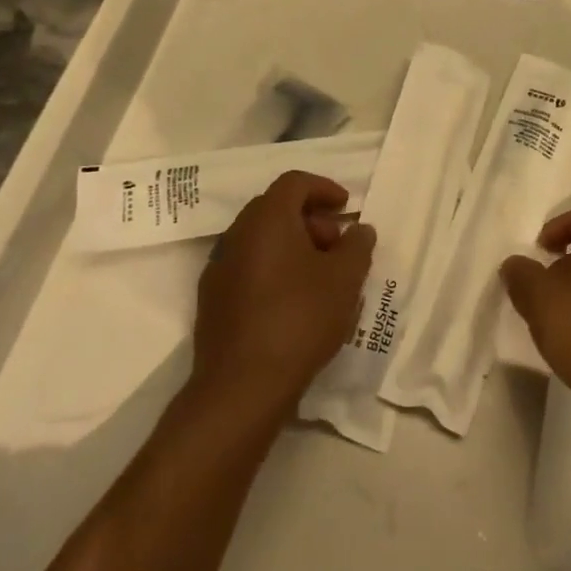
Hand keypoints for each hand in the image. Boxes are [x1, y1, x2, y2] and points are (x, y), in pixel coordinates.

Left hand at [192, 171, 375, 413]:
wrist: (240, 387)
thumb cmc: (299, 319)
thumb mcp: (345, 279)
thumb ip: (357, 246)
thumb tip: (359, 229)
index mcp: (267, 219)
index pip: (294, 182)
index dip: (324, 188)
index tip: (346, 207)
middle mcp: (237, 234)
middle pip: (275, 209)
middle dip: (311, 220)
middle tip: (337, 245)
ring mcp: (219, 268)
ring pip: (261, 240)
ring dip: (292, 246)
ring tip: (320, 278)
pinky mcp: (212, 300)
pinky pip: (248, 267)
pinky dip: (273, 270)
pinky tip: (293, 302)